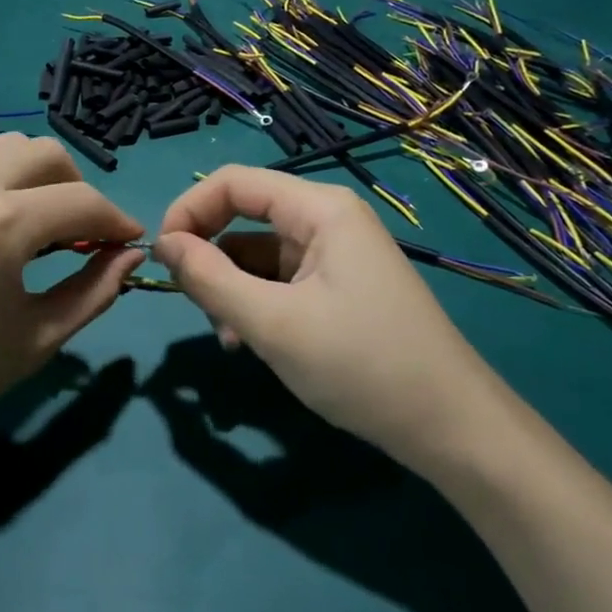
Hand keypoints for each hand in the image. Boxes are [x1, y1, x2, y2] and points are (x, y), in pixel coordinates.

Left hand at [0, 111, 143, 469]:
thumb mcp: (35, 341)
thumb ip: (93, 292)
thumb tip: (131, 255)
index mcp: (6, 226)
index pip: (84, 204)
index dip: (117, 221)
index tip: (128, 241)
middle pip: (46, 156)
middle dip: (78, 190)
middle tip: (79, 232)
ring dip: (30, 168)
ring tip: (30, 207)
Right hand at [154, 167, 514, 470]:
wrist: (451, 429)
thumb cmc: (361, 365)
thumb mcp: (272, 324)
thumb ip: (209, 279)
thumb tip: (163, 244)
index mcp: (320, 209)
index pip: (233, 182)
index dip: (189, 210)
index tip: (161, 257)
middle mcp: (328, 220)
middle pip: (245, 217)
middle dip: (210, 257)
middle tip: (194, 303)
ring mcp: (335, 256)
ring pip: (258, 255)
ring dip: (231, 290)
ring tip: (230, 339)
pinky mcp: (338, 288)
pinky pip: (279, 281)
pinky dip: (256, 305)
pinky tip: (250, 344)